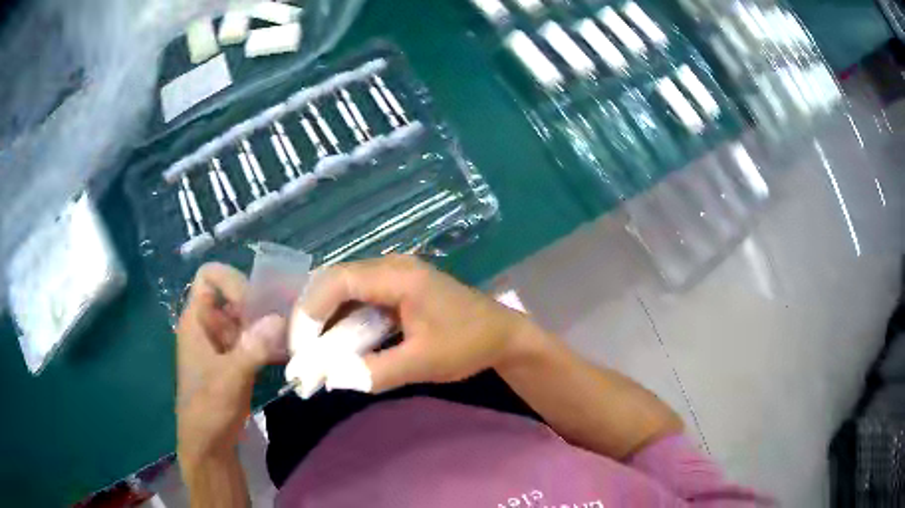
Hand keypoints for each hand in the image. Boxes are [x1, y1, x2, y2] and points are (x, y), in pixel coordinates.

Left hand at [176, 263, 286, 466]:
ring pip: (245, 315)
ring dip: (267, 321)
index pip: (209, 276)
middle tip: (283, 318)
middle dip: (257, 302)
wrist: (209, 442)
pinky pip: (253, 336)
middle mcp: (209, 323)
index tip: (254, 305)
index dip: (231, 281)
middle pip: (232, 293)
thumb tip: (279, 318)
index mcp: (196, 319)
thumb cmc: (208, 407)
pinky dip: (269, 339)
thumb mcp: (228, 378)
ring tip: (291, 333)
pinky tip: (287, 350)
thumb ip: (251, 348)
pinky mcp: (235, 357)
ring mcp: (222, 341)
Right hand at [295, 254, 541, 392]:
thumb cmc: (468, 344)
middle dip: (312, 314)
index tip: (300, 344)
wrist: (503, 335)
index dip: (310, 309)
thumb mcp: (423, 362)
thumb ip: (377, 371)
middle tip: (301, 350)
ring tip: (312, 350)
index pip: (338, 280)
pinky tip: (336, 343)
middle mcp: (391, 266)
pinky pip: (359, 299)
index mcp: (398, 275)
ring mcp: (394, 275)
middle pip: (335, 280)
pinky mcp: (397, 289)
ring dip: (326, 319)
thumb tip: (333, 379)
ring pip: (344, 290)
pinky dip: (343, 320)